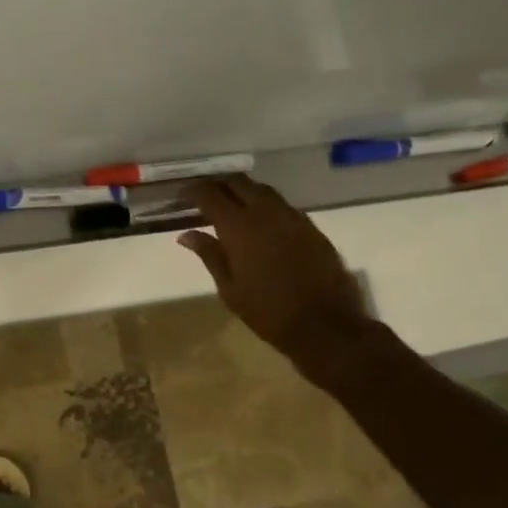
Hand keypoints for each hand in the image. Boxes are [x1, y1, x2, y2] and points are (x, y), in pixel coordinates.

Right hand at [178, 175, 371, 373]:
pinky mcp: (311, 227)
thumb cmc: (268, 311)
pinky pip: (282, 205)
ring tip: (230, 204)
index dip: (193, 191)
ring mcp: (292, 217)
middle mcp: (266, 213)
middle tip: (204, 195)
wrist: (325, 325)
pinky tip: (259, 221)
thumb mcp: (230, 288)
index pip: (210, 195)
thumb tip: (187, 234)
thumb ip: (209, 255)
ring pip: (263, 190)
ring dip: (243, 191)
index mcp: (239, 227)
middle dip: (218, 183)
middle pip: (238, 182)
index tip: (181, 195)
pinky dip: (264, 205)